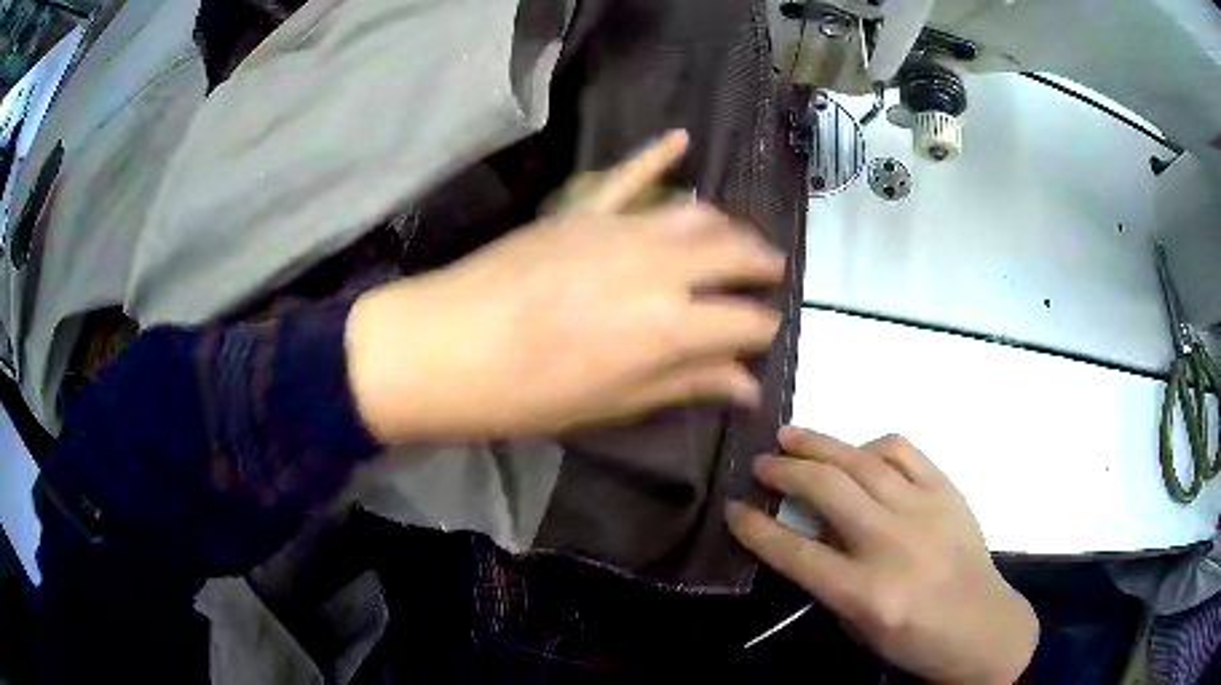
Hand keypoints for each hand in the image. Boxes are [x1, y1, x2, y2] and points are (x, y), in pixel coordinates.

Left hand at [345, 131, 785, 441]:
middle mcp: (659, 267)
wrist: (441, 349)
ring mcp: (617, 229)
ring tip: (740, 238)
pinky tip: (680, 138)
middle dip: (761, 266)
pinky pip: (627, 174)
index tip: (764, 338)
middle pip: (732, 254)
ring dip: (727, 225)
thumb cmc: (525, 396)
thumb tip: (746, 386)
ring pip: (694, 213)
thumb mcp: (612, 405)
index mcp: (670, 327)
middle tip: (773, 276)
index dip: (762, 330)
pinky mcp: (579, 211)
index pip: (745, 321)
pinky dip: (655, 155)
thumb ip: (685, 384)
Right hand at [727, 427, 1037, 684]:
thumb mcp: (859, 626)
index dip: (756, 528)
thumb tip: (807, 531)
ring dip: (820, 444)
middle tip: (760, 463)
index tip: (733, 508)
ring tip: (792, 436)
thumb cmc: (914, 640)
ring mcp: (924, 510)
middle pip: (827, 490)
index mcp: (866, 592)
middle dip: (784, 471)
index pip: (796, 552)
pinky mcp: (947, 491)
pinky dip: (872, 446)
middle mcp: (892, 543)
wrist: (981, 626)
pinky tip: (858, 453)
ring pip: (862, 460)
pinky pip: (903, 451)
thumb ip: (829, 580)